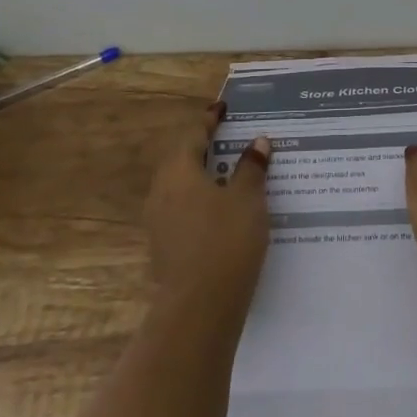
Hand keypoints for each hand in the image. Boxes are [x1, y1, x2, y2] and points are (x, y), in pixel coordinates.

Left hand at [145, 102, 272, 314]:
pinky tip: (223, 211)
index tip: (223, 108)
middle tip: (231, 140)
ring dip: (205, 177)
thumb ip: (251, 168)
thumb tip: (257, 142)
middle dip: (206, 149)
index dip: (210, 121)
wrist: (200, 307)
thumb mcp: (247, 198)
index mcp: (178, 172)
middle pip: (183, 160)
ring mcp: (159, 222)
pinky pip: (184, 211)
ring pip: (182, 188)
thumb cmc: (226, 240)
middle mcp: (162, 192)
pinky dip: (203, 202)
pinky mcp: (165, 247)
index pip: (193, 135)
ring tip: (232, 174)